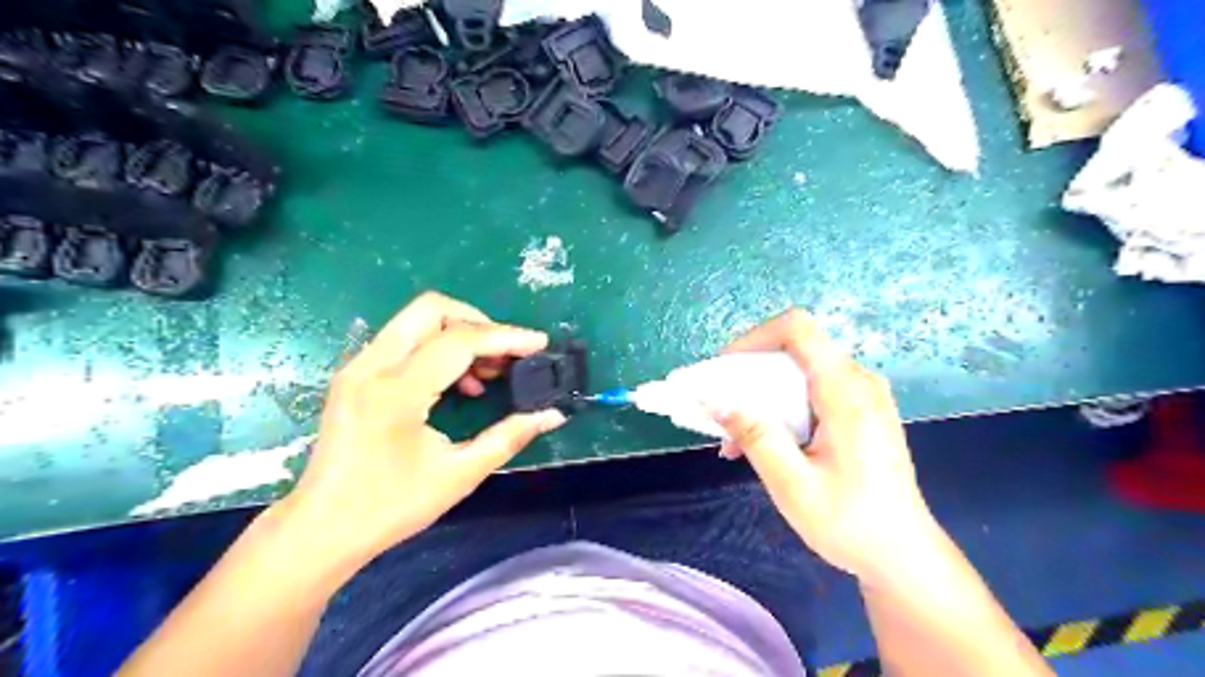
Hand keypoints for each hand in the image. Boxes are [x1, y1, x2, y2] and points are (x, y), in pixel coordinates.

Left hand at [280, 293, 565, 572]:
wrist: (321, 529)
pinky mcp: (355, 374)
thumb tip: (552, 415)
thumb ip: (509, 437)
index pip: (459, 340)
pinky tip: (459, 383)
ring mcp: (358, 366)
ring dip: (460, 334)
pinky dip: (439, 347)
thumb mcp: (459, 474)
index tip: (539, 344)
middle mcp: (371, 367)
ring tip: (488, 372)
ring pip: (417, 319)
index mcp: (396, 392)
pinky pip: (405, 339)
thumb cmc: (390, 507)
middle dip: (479, 322)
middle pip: (432, 308)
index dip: (506, 337)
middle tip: (507, 353)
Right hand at [713, 309, 940, 583]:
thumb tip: (713, 401)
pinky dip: (781, 408)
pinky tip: (763, 444)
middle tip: (722, 410)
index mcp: (846, 392)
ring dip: (762, 396)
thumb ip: (755, 436)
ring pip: (799, 372)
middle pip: (794, 350)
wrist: (904, 555)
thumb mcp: (793, 485)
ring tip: (736, 439)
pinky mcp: (860, 410)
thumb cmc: (851, 523)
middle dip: (750, 374)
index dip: (754, 337)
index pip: (797, 328)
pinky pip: (811, 391)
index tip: (725, 370)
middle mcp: (858, 382)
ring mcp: (862, 394)